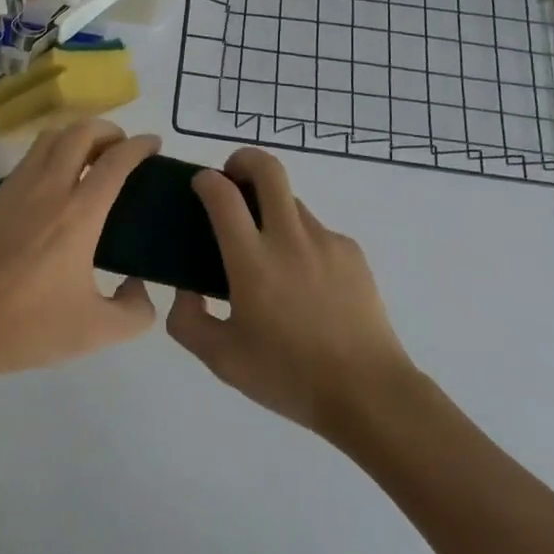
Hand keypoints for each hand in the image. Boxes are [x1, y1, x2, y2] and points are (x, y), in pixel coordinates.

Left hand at [0, 120, 159, 380]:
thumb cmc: (26, 327)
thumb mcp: (94, 333)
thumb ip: (134, 312)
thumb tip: (141, 286)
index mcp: (79, 214)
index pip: (116, 160)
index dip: (140, 145)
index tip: (154, 144)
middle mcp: (50, 188)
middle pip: (82, 131)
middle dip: (109, 130)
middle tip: (122, 151)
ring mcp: (18, 187)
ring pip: (52, 136)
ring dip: (78, 135)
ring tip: (92, 158)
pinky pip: (32, 155)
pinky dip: (54, 150)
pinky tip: (58, 180)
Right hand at [167, 148, 415, 436]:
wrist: (369, 394)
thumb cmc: (289, 376)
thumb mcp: (222, 360)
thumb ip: (189, 321)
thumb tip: (185, 290)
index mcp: (252, 260)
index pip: (223, 194)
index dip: (206, 180)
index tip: (200, 185)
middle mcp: (289, 237)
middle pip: (268, 168)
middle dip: (244, 159)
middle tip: (233, 179)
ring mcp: (325, 241)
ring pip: (292, 201)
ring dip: (272, 208)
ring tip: (269, 252)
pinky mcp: (352, 252)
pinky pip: (318, 232)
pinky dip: (302, 241)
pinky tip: (305, 283)